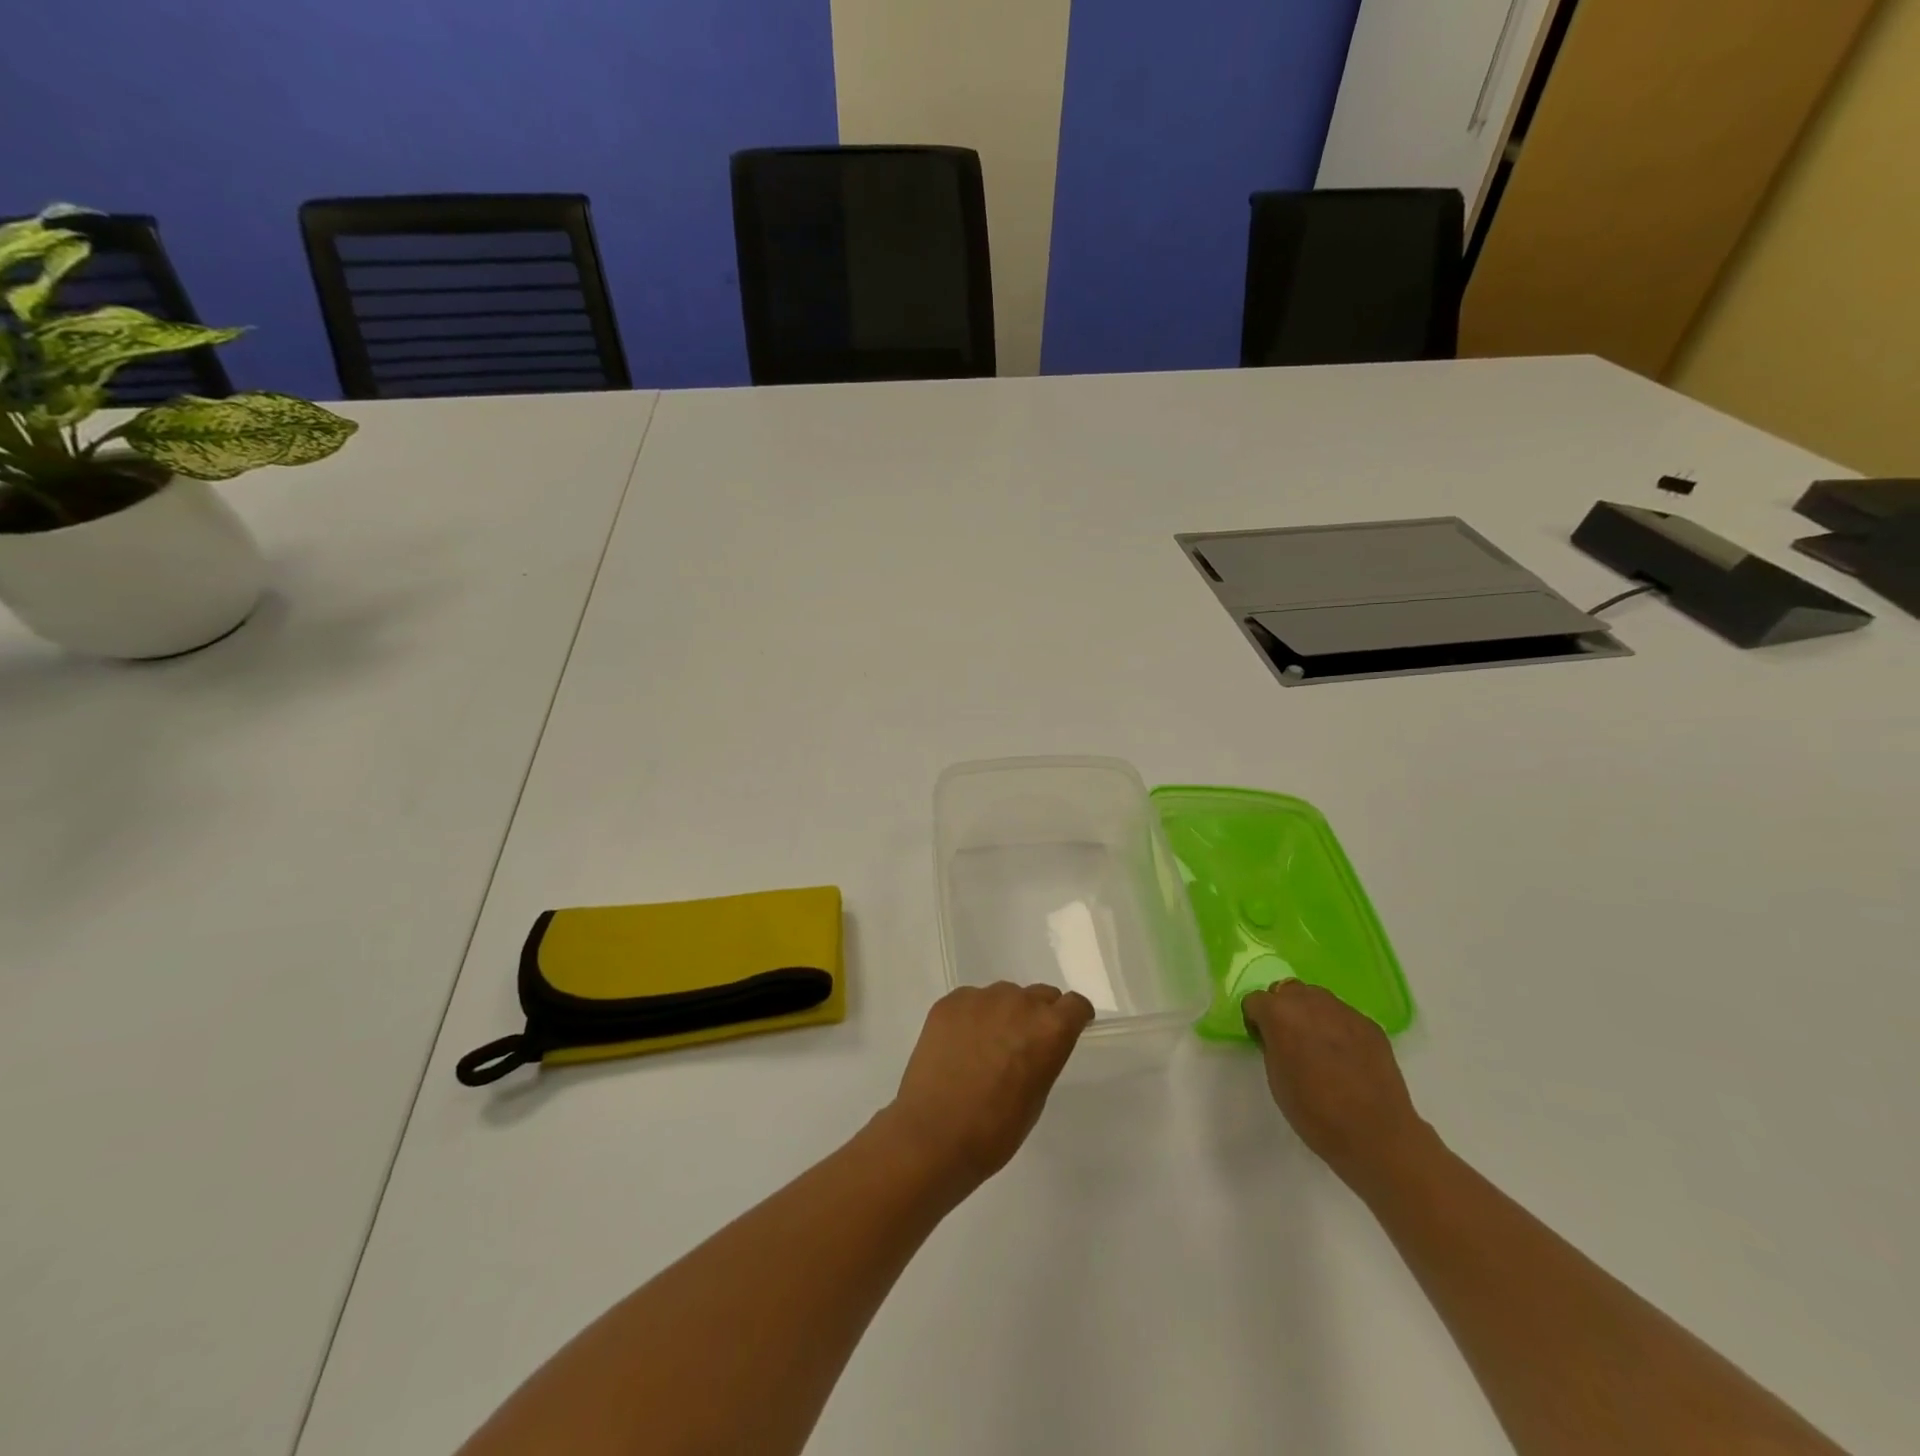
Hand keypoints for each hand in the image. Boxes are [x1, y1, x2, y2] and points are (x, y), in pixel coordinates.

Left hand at [880, 983, 1093, 1193]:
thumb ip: (1043, 1056)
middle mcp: (1018, 1003)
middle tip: (1023, 1044)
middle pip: (1040, 995)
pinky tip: (960, 1046)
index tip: (1069, 1028)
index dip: (1074, 1017)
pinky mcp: (949, 1002)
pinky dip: (973, 1017)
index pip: (1075, 1005)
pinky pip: (971, 1001)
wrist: (934, 1135)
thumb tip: (1033, 1044)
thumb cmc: (995, 1131)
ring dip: (1004, 1014)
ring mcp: (980, 999)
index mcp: (1049, 1029)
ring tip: (986, 1047)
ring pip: (1004, 996)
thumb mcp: (1037, 1095)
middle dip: (1038, 1015)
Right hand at [1241, 981, 1431, 1187]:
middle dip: (1284, 1010)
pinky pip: (1344, 1016)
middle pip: (1287, 991)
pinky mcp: (1370, 1025)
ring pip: (1317, 999)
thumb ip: (1272, 1044)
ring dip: (1311, 1014)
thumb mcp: (1275, 1077)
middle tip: (1290, 1040)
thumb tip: (1277, 1036)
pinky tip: (1346, 1058)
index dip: (1256, 1021)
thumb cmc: (1314, 1112)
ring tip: (1319, 1047)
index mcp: (1280, 1014)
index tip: (1263, 1041)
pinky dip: (1338, 1028)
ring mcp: (1344, 1011)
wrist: (1375, 1134)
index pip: (1256, 1001)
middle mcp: (1310, 1002)